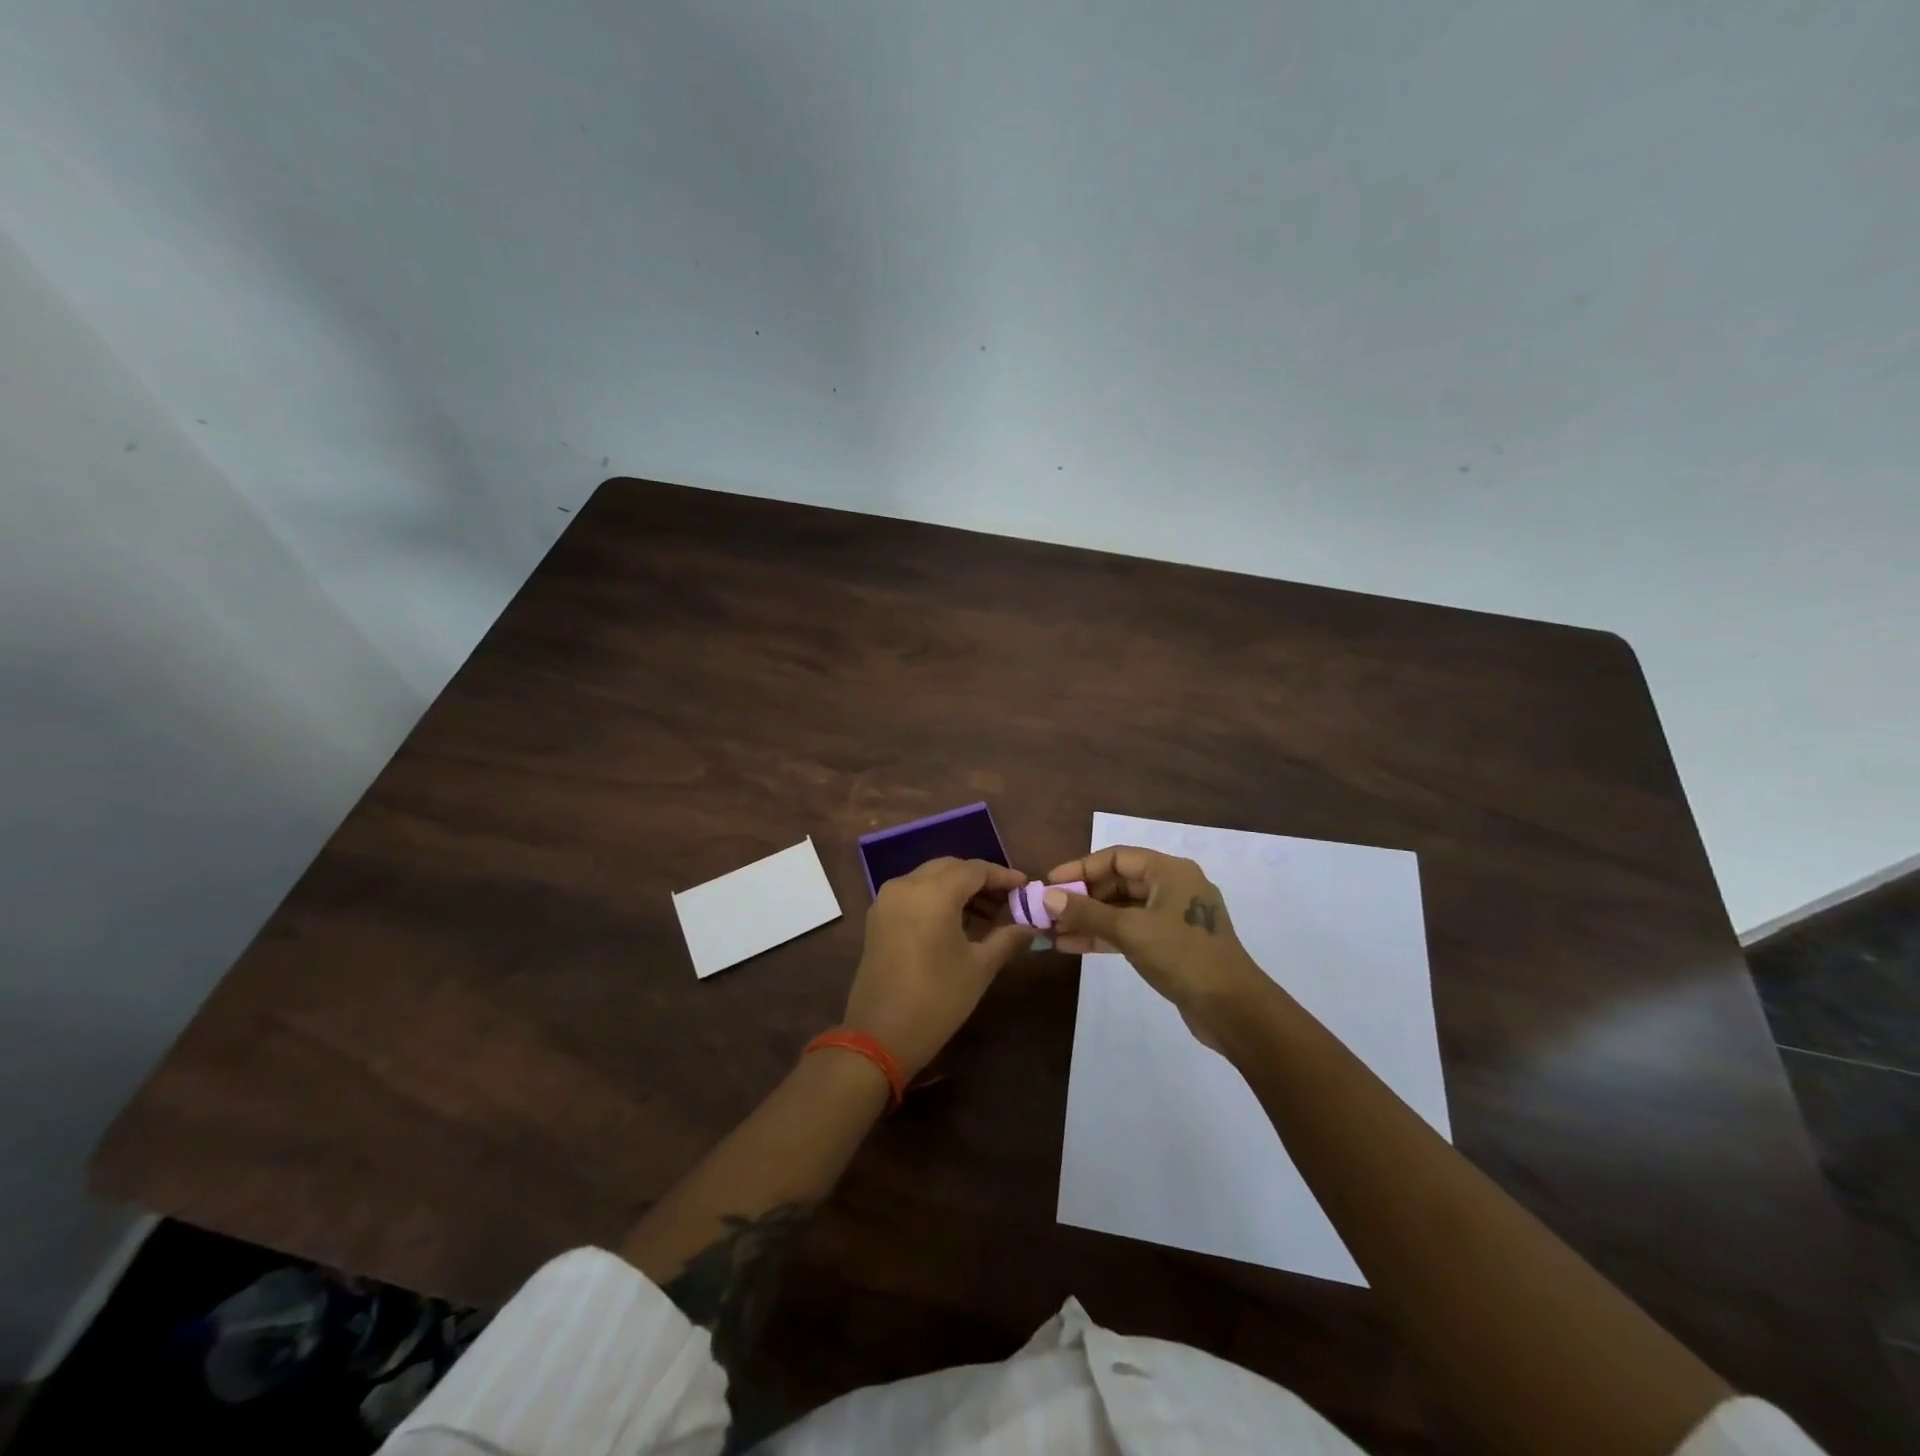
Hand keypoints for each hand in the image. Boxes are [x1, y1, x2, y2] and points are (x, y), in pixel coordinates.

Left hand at [843, 858, 1036, 1077]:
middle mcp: (906, 885)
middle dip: (980, 880)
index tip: (1024, 886)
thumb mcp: (979, 968)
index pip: (975, 869)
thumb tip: (1031, 926)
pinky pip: (913, 893)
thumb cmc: (937, 1000)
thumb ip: (1007, 938)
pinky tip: (957, 921)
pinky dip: (937, 898)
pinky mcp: (878, 916)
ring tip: (987, 914)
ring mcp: (887, 899)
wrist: (879, 1036)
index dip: (1002, 876)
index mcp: (933, 893)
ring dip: (958, 888)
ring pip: (930, 878)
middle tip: (1007, 900)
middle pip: (950, 868)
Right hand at [1041, 846, 1270, 1046]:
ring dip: (1087, 919)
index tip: (1050, 884)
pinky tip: (1072, 945)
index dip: (1080, 868)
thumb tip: (1047, 897)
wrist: (1233, 1009)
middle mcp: (1172, 887)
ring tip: (1051, 932)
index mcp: (1170, 871)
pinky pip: (1129, 931)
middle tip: (1047, 911)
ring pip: (1121, 910)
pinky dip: (1103, 936)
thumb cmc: (1183, 956)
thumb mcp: (1130, 930)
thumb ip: (1087, 912)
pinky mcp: (1170, 945)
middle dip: (1081, 897)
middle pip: (1117, 882)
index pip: (1116, 858)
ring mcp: (1172, 917)